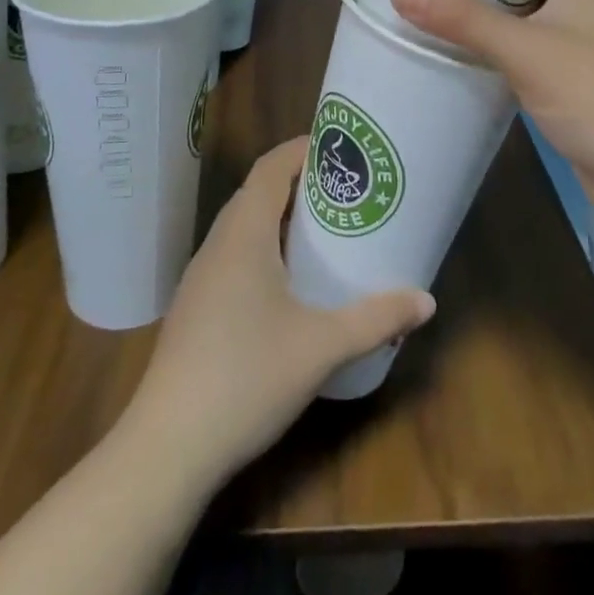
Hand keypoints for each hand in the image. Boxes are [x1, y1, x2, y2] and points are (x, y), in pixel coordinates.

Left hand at [122, 137, 435, 492]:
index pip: (270, 168)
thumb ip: (376, 319)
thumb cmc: (246, 378)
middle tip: (344, 187)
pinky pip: (234, 255)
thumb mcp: (321, 346)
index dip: (302, 148)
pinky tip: (289, 281)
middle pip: (257, 192)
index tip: (340, 145)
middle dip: (299, 181)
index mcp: (243, 235)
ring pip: (243, 226)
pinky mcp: (196, 308)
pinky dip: (265, 247)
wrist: (167, 448)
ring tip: (324, 227)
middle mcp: (218, 245)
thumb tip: (427, 301)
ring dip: (280, 216)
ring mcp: (201, 278)